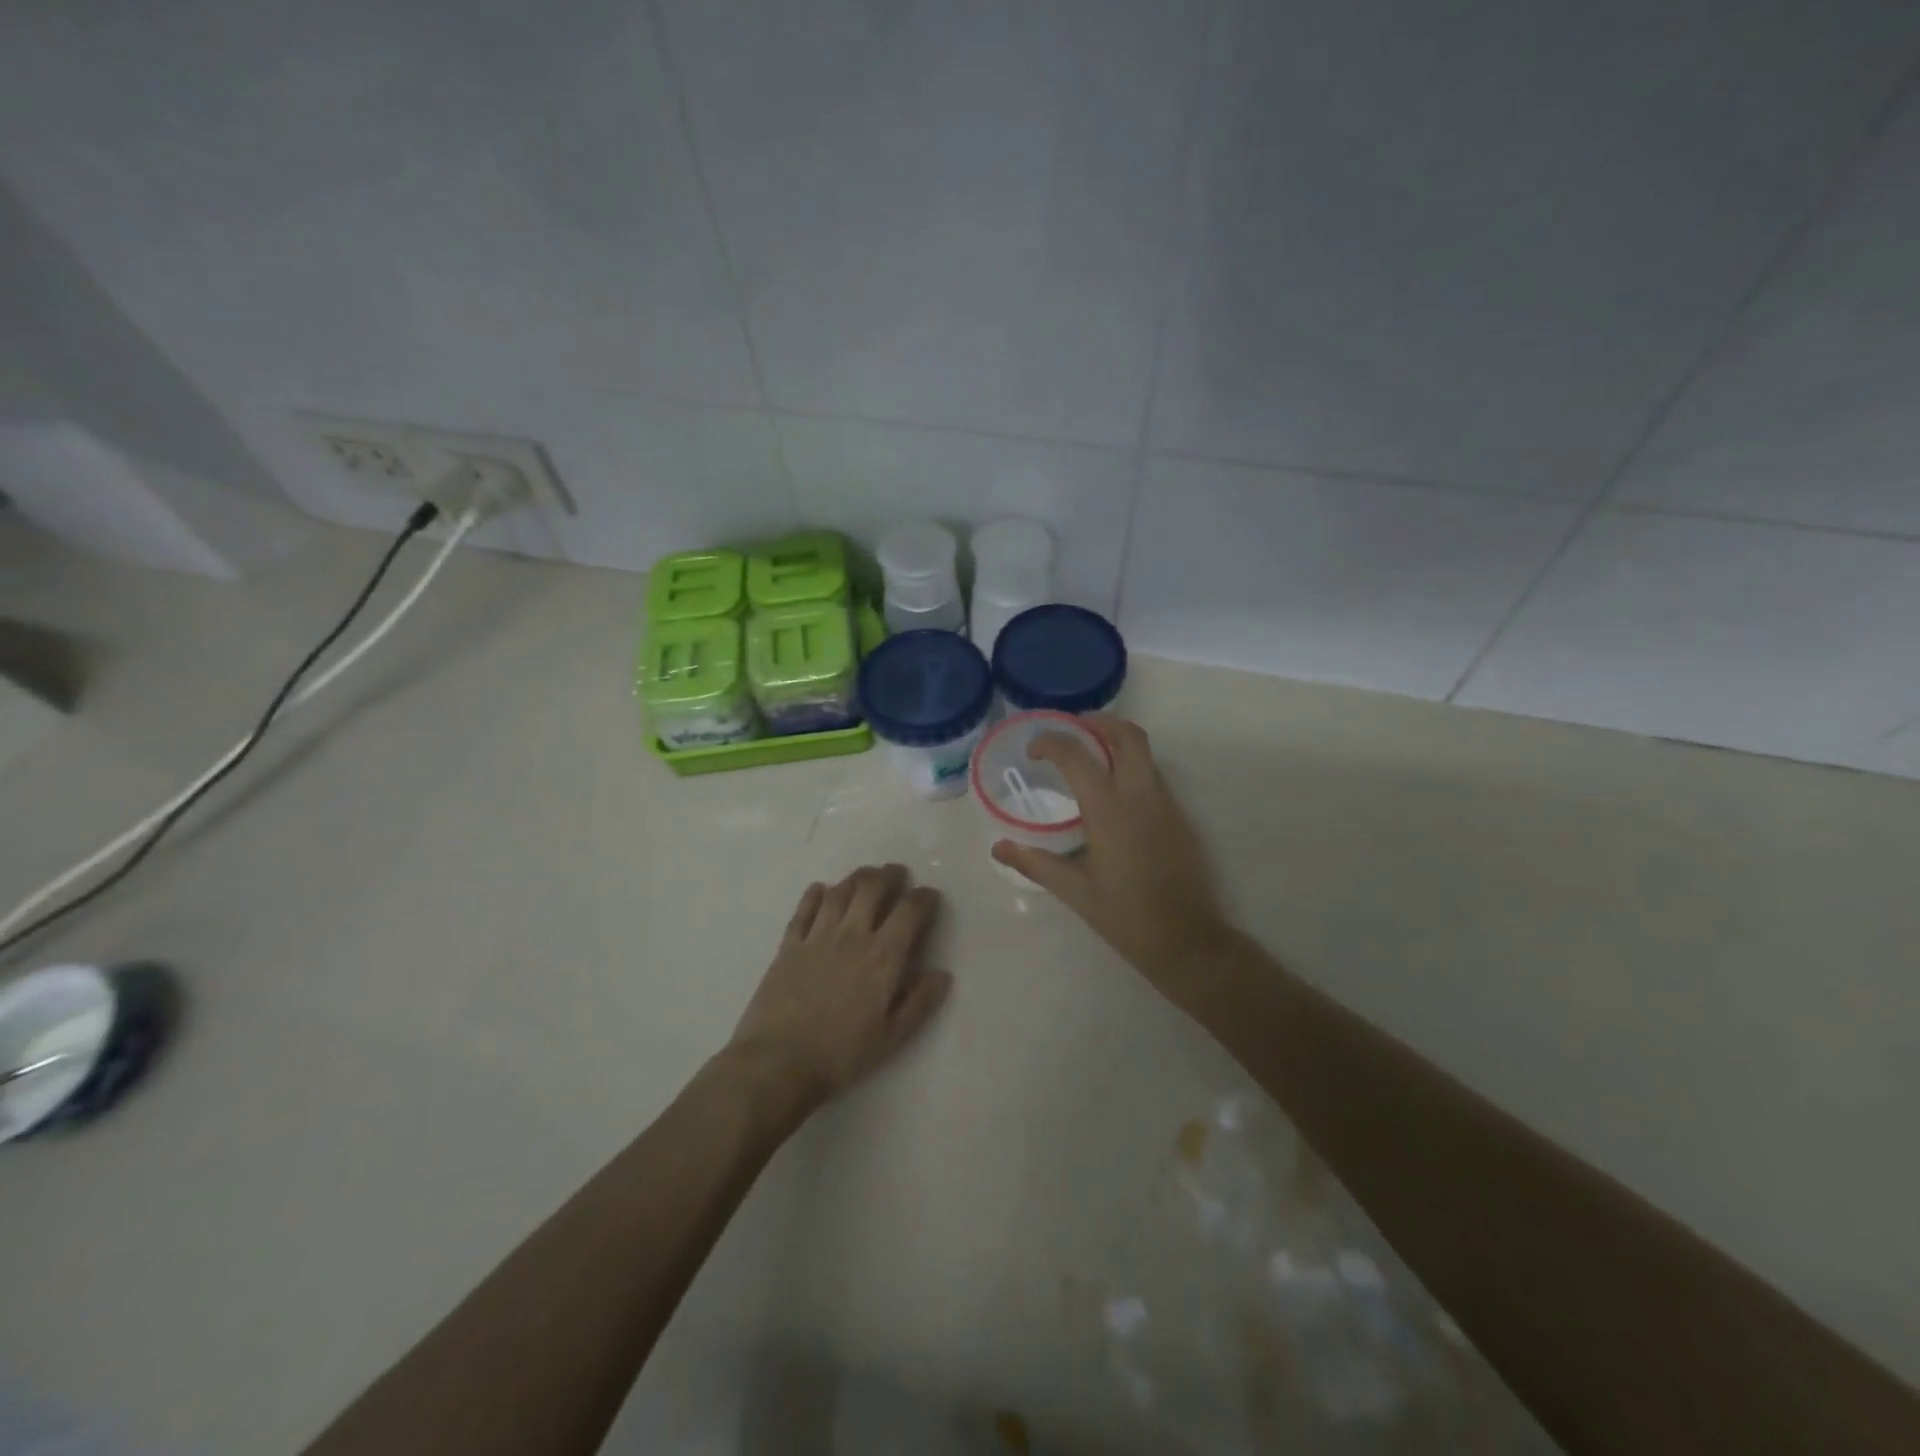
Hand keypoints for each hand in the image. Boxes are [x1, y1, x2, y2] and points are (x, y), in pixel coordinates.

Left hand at [726, 865, 952, 1110]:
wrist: (777, 1062)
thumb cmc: (840, 1054)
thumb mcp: (891, 1038)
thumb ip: (920, 1003)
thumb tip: (942, 973)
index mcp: (882, 957)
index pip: (910, 912)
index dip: (924, 898)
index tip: (930, 895)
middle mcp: (852, 935)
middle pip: (872, 888)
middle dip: (889, 875)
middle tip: (897, 873)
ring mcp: (816, 937)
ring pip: (839, 892)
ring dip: (856, 878)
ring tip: (866, 876)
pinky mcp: (788, 946)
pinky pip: (804, 910)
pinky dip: (814, 894)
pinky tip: (820, 889)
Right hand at [991, 715, 1231, 991]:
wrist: (1188, 940)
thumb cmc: (1126, 916)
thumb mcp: (1074, 891)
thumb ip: (1035, 864)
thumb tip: (999, 848)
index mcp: (1109, 810)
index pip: (1078, 755)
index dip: (1052, 742)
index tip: (1034, 748)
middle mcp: (1141, 796)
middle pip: (1127, 736)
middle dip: (1099, 723)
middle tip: (1073, 730)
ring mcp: (1166, 804)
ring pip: (1145, 754)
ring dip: (1118, 743)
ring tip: (1090, 757)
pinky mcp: (1180, 818)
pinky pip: (1154, 777)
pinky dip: (1131, 767)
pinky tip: (1113, 795)